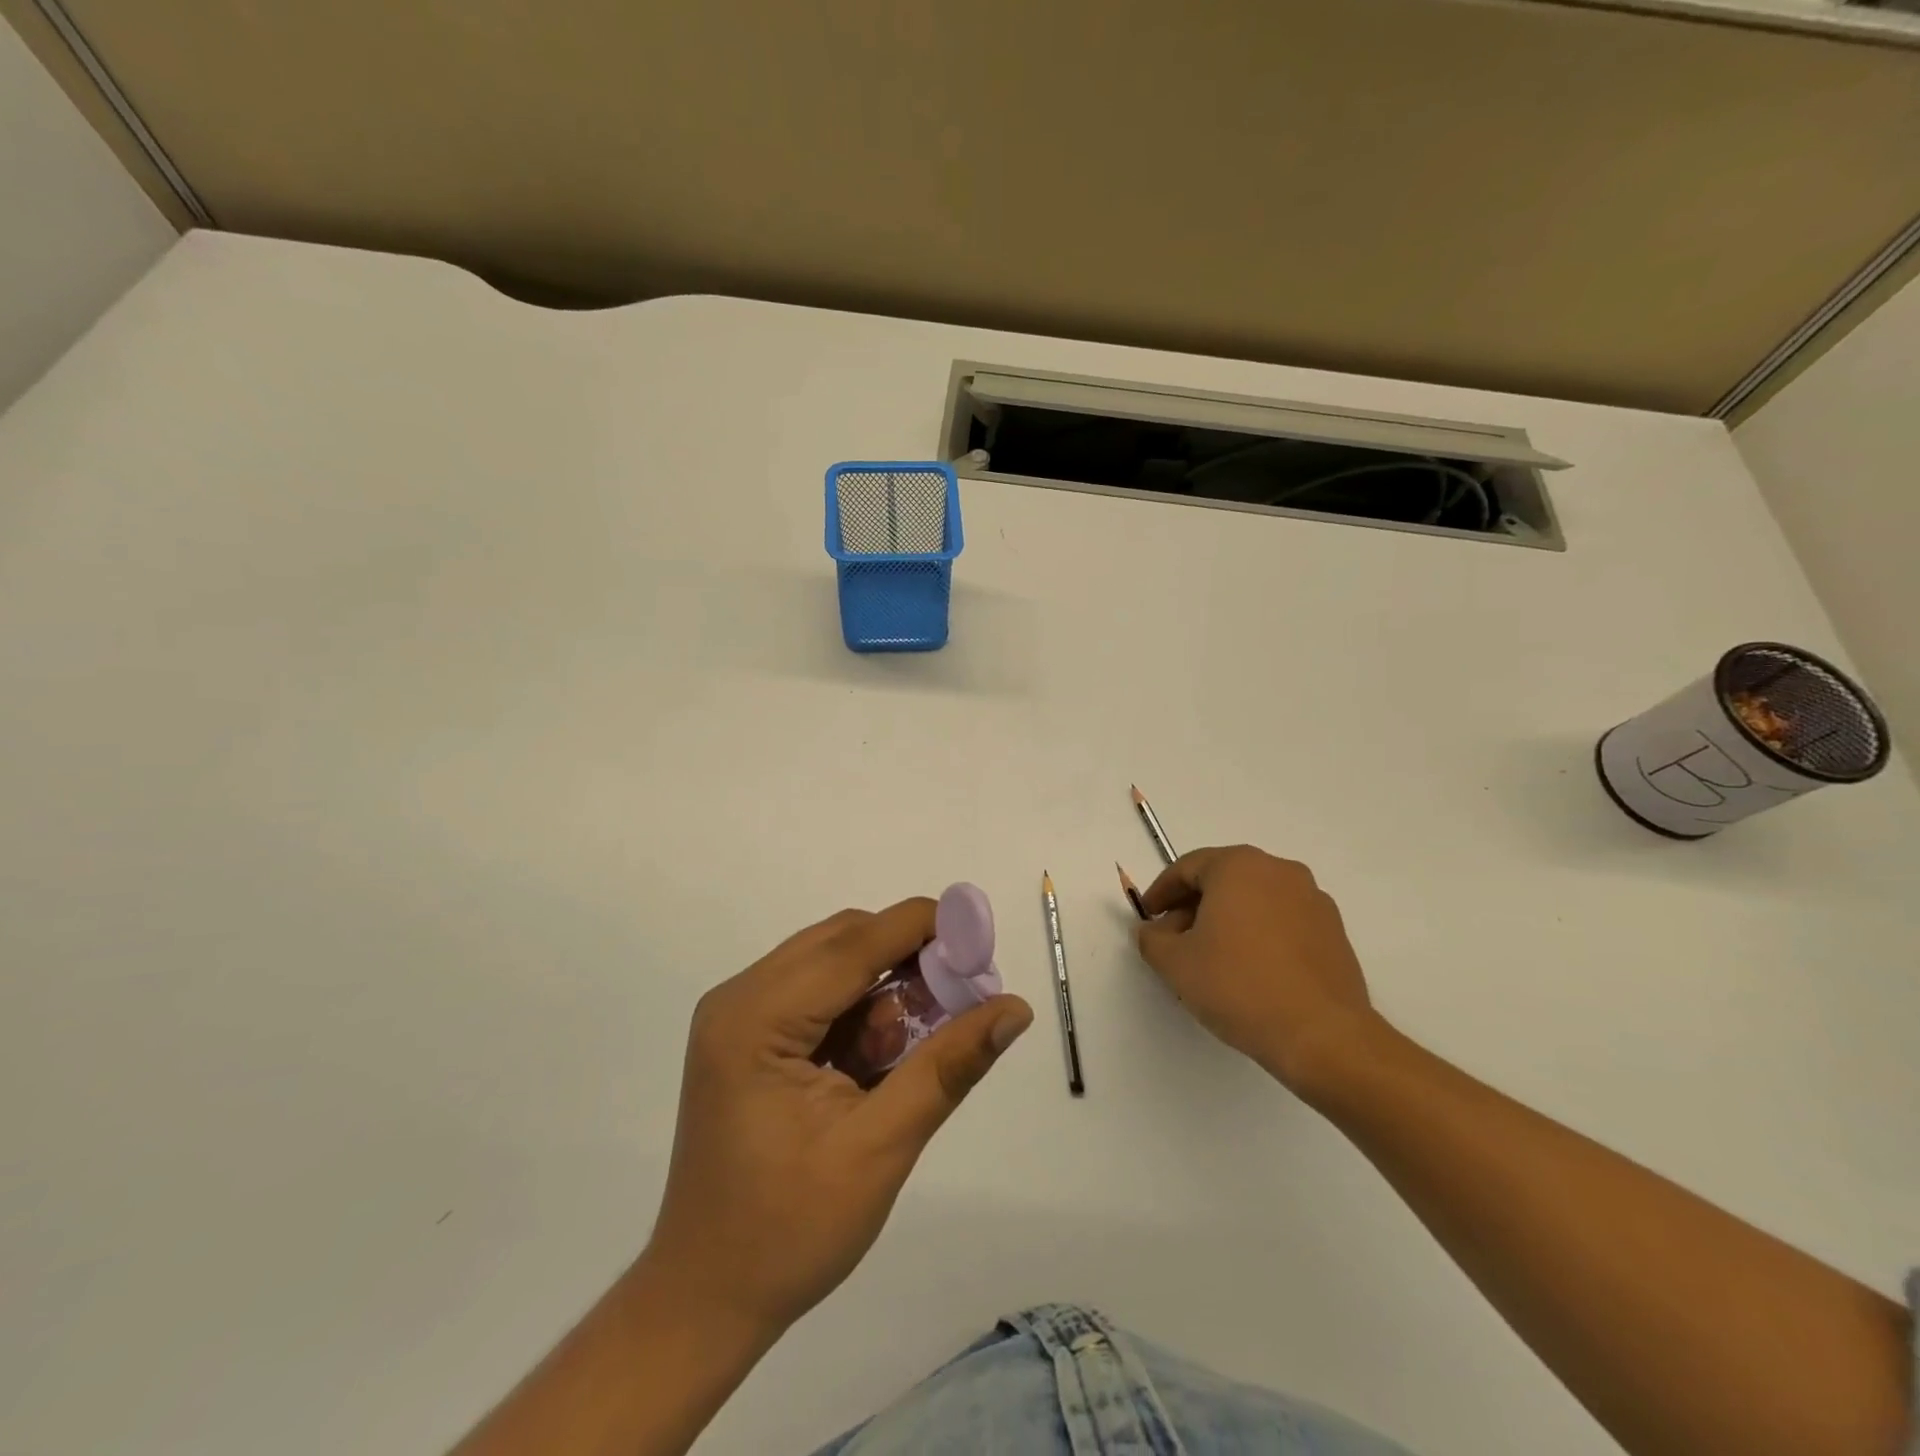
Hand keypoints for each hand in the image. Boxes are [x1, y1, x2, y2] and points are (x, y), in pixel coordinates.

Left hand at [641, 899, 1032, 1338]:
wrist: (705, 1299)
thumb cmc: (788, 1232)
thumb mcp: (880, 1148)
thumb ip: (948, 1067)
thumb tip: (1016, 1009)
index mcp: (755, 1019)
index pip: (853, 944)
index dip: (923, 929)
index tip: (983, 940)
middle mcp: (739, 998)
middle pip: (842, 942)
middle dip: (908, 958)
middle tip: (963, 998)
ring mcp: (738, 1015)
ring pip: (833, 962)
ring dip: (886, 985)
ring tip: (923, 1036)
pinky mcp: (746, 1035)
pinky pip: (817, 992)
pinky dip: (860, 1008)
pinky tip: (883, 1053)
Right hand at [1136, 845, 1378, 1091]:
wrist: (1322, 1035)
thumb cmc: (1239, 986)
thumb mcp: (1175, 963)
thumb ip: (1152, 939)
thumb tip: (1154, 931)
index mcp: (1239, 866)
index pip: (1187, 868)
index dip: (1161, 892)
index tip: (1148, 917)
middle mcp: (1279, 870)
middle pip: (1223, 879)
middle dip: (1193, 905)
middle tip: (1174, 938)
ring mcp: (1313, 899)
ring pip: (1254, 899)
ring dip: (1227, 919)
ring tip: (1211, 957)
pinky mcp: (1334, 931)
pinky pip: (1283, 920)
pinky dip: (1259, 933)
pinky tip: (1249, 969)